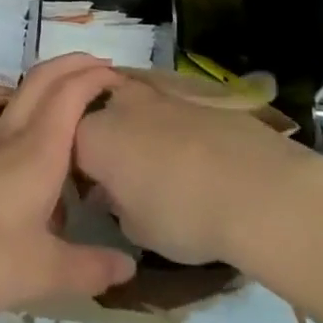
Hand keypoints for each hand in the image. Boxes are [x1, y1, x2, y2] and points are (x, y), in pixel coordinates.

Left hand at [0, 54, 136, 322]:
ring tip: (77, 113)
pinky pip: (7, 127)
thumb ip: (90, 268)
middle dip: (74, 64)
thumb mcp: (44, 273)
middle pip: (43, 78)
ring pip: (23, 99)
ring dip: (51, 90)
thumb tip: (128, 268)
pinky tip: (37, 164)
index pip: (71, 92)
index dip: (96, 76)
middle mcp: (11, 135)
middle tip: (102, 69)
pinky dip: (31, 121)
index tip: (121, 76)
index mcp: (37, 149)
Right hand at [74, 76, 322, 268]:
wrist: (257, 186)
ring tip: (161, 169)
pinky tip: (194, 159)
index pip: (65, 149)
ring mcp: (158, 91)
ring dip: (140, 133)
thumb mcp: (138, 231)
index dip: (76, 174)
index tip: (90, 198)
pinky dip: (174, 130)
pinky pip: (170, 110)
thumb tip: (116, 195)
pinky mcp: (194, 92)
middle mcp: (118, 102)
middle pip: (99, 117)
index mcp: (92, 135)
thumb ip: (116, 208)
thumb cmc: (184, 214)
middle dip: (106, 143)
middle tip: (122, 180)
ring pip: (135, 108)